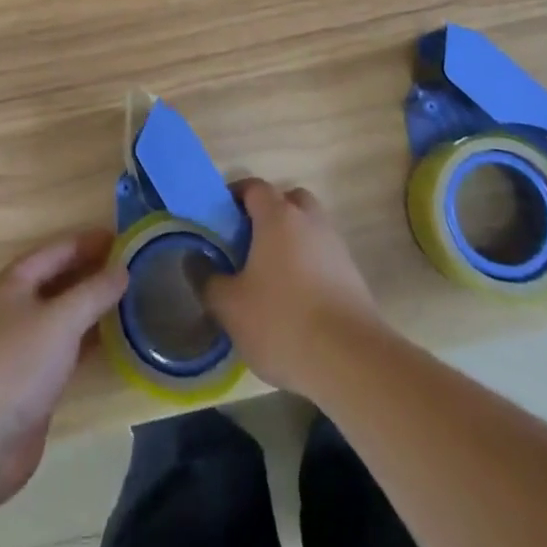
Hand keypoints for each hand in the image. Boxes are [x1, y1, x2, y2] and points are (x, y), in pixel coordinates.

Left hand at [0, 229, 128, 508]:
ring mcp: (18, 348)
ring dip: (90, 308)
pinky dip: (85, 341)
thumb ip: (93, 292)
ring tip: (128, 301)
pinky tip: (111, 342)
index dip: (89, 242)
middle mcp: (12, 308)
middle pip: (57, 281)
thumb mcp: (61, 319)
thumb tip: (122, 268)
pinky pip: (62, 350)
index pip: (56, 250)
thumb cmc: (15, 364)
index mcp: (12, 282)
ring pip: (61, 317)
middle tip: (131, 269)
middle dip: (91, 273)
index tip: (123, 239)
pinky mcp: (27, 383)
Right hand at [202, 179, 381, 398]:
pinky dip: (309, 265)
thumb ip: (207, 280)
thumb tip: (194, 260)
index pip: (253, 186)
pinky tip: (297, 300)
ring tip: (271, 276)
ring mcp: (335, 245)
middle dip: (268, 214)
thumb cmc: (282, 321)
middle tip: (248, 243)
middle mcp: (309, 219)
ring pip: (308, 228)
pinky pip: (323, 255)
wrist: (351, 360)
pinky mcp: (352, 274)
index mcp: (278, 215)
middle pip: (287, 200)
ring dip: (291, 241)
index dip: (234, 197)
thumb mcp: (230, 306)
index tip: (220, 220)